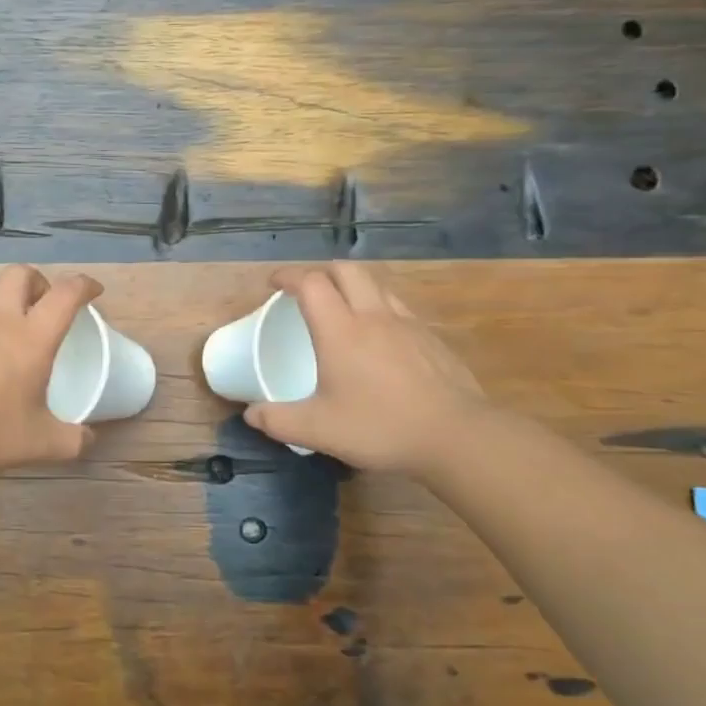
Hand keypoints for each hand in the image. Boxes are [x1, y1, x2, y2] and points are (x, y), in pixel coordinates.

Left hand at [0, 265, 102, 475]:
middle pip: (20, 275)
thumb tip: (87, 438)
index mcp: (30, 338)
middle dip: (41, 282)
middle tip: (48, 310)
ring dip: (10, 316)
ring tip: (15, 359)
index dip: (84, 285)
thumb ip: (70, 441)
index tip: (94, 292)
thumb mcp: (37, 444)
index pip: (64, 294)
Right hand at [243, 263, 487, 474]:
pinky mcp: (430, 338)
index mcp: (340, 330)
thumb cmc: (380, 426)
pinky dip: (379, 307)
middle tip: (307, 290)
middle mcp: (372, 316)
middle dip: (321, 271)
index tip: (273, 284)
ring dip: (353, 285)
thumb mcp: (318, 430)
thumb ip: (278, 420)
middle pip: (346, 270)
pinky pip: (398, 307)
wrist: (456, 436)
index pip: (310, 283)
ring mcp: (406, 324)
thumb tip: (250, 414)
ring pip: (376, 284)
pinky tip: (379, 337)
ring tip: (342, 308)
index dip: (287, 276)